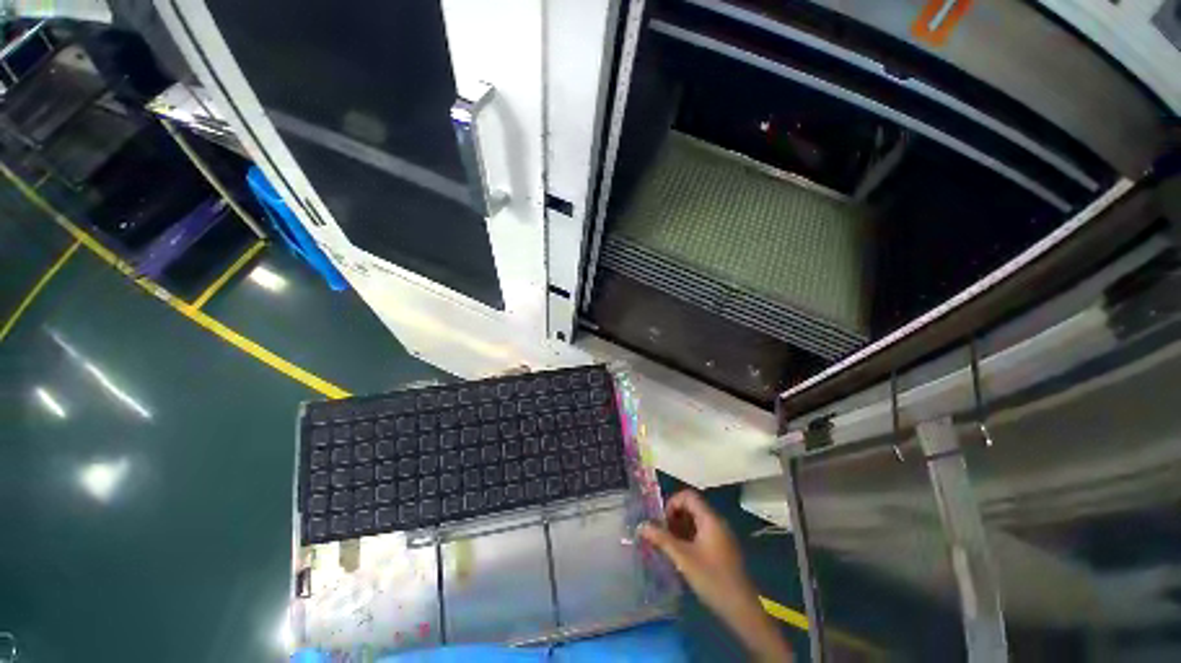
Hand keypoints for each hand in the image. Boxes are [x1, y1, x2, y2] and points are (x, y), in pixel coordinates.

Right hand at [641, 490, 792, 661]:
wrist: (741, 609)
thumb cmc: (712, 579)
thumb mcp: (683, 558)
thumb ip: (662, 539)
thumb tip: (641, 526)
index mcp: (710, 519)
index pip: (688, 496)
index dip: (671, 503)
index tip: (661, 521)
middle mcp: (716, 522)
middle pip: (691, 506)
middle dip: (674, 516)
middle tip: (661, 533)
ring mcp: (721, 535)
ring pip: (696, 520)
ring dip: (680, 528)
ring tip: (668, 545)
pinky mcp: (722, 548)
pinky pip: (702, 532)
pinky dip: (689, 537)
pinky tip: (681, 554)